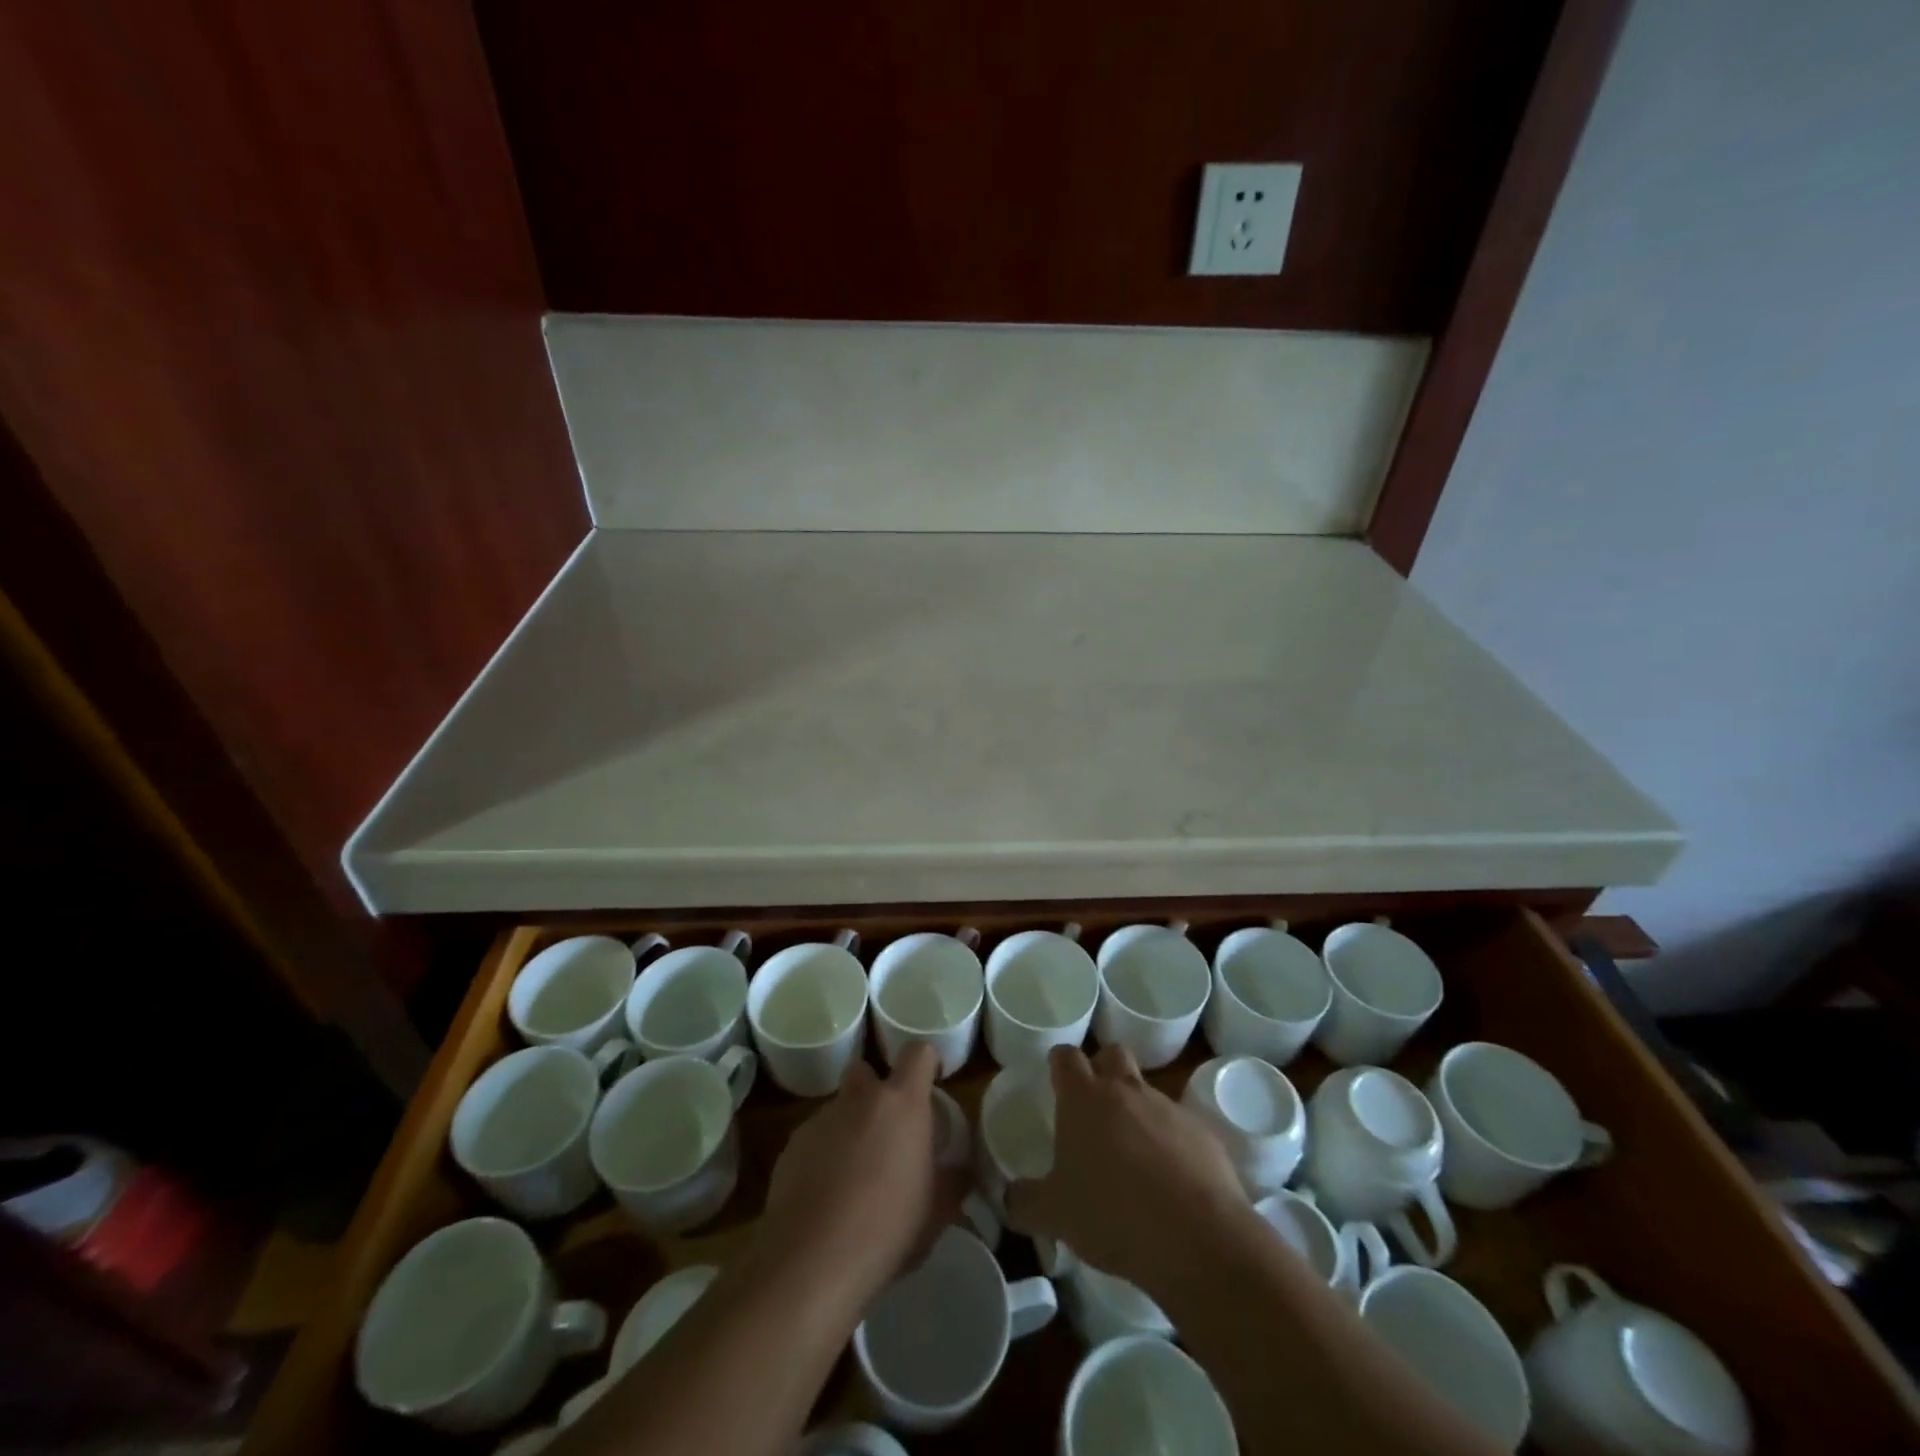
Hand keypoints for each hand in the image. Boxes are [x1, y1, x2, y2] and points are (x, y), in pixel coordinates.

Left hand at [752, 1043, 962, 1305]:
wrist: (810, 1261)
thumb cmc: (887, 1230)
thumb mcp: (936, 1213)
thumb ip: (952, 1182)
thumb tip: (961, 1172)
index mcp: (902, 1103)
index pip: (918, 1052)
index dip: (926, 1062)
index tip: (931, 1083)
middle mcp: (860, 1098)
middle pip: (866, 1069)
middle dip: (875, 1090)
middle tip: (886, 1129)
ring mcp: (821, 1119)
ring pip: (839, 1107)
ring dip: (849, 1127)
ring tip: (854, 1174)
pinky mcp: (792, 1145)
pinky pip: (815, 1137)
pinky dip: (823, 1154)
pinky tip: (826, 1195)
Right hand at [1005, 1044, 1250, 1296]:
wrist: (1197, 1238)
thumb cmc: (1112, 1215)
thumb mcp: (1054, 1215)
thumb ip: (1025, 1201)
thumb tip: (1009, 1197)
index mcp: (1084, 1098)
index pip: (1066, 1056)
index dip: (1059, 1062)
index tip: (1056, 1077)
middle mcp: (1126, 1090)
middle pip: (1113, 1053)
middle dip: (1102, 1068)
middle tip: (1094, 1105)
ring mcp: (1168, 1108)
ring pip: (1147, 1091)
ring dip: (1138, 1110)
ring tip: (1132, 1155)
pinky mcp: (1204, 1134)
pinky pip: (1181, 1127)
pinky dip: (1172, 1143)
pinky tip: (1169, 1182)